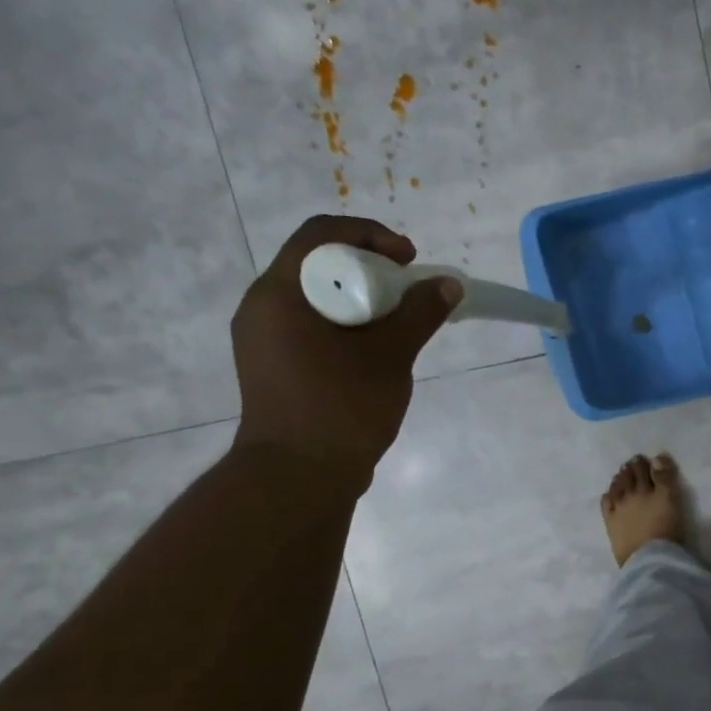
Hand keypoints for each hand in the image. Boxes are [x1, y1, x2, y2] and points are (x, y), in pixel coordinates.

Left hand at [231, 215, 461, 487]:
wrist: (299, 476)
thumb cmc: (342, 408)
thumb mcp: (390, 356)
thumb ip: (419, 314)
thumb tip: (447, 284)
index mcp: (280, 294)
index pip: (320, 235)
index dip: (370, 234)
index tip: (408, 258)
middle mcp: (263, 307)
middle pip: (317, 264)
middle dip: (369, 267)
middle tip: (408, 289)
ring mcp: (264, 339)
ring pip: (316, 297)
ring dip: (360, 298)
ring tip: (398, 321)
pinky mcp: (275, 365)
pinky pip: (312, 326)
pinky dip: (346, 324)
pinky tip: (375, 349)